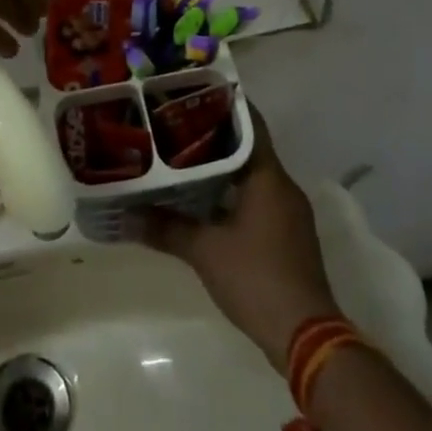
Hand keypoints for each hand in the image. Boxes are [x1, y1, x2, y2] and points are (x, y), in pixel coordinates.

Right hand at [141, 108, 341, 370]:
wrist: (306, 337)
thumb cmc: (256, 278)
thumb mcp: (204, 250)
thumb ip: (165, 228)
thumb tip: (125, 217)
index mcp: (268, 177)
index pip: (249, 124)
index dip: (224, 105)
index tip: (194, 92)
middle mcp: (283, 187)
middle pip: (249, 147)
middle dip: (214, 136)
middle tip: (176, 124)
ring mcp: (289, 213)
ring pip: (252, 175)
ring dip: (223, 167)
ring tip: (182, 158)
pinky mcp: (288, 236)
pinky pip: (257, 198)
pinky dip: (232, 192)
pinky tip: (203, 200)